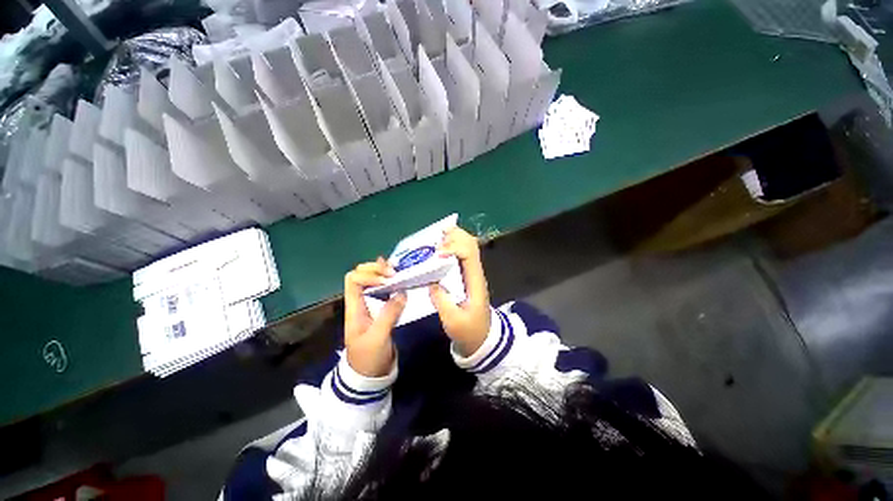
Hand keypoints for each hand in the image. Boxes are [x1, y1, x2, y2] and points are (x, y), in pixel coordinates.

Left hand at [344, 258, 407, 376]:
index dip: (369, 274)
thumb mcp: (378, 337)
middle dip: (377, 269)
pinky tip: (400, 280)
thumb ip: (389, 314)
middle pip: (361, 275)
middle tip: (394, 272)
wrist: (369, 376)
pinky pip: (385, 291)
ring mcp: (371, 305)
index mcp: (354, 307)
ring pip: (374, 281)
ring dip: (384, 273)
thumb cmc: (369, 358)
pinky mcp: (381, 310)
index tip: (388, 279)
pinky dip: (392, 283)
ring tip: (399, 272)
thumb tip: (402, 292)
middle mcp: (361, 302)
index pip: (354, 279)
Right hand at [428, 227, 490, 355]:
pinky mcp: (465, 277)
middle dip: (455, 236)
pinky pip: (460, 256)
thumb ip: (441, 301)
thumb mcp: (453, 321)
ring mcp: (471, 274)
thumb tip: (431, 282)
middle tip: (437, 234)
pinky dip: (451, 247)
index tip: (437, 254)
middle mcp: (474, 273)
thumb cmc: (469, 332)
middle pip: (470, 244)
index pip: (469, 254)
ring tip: (437, 236)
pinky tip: (439, 248)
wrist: (481, 340)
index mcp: (474, 282)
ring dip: (453, 239)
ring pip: (466, 247)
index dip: (454, 248)